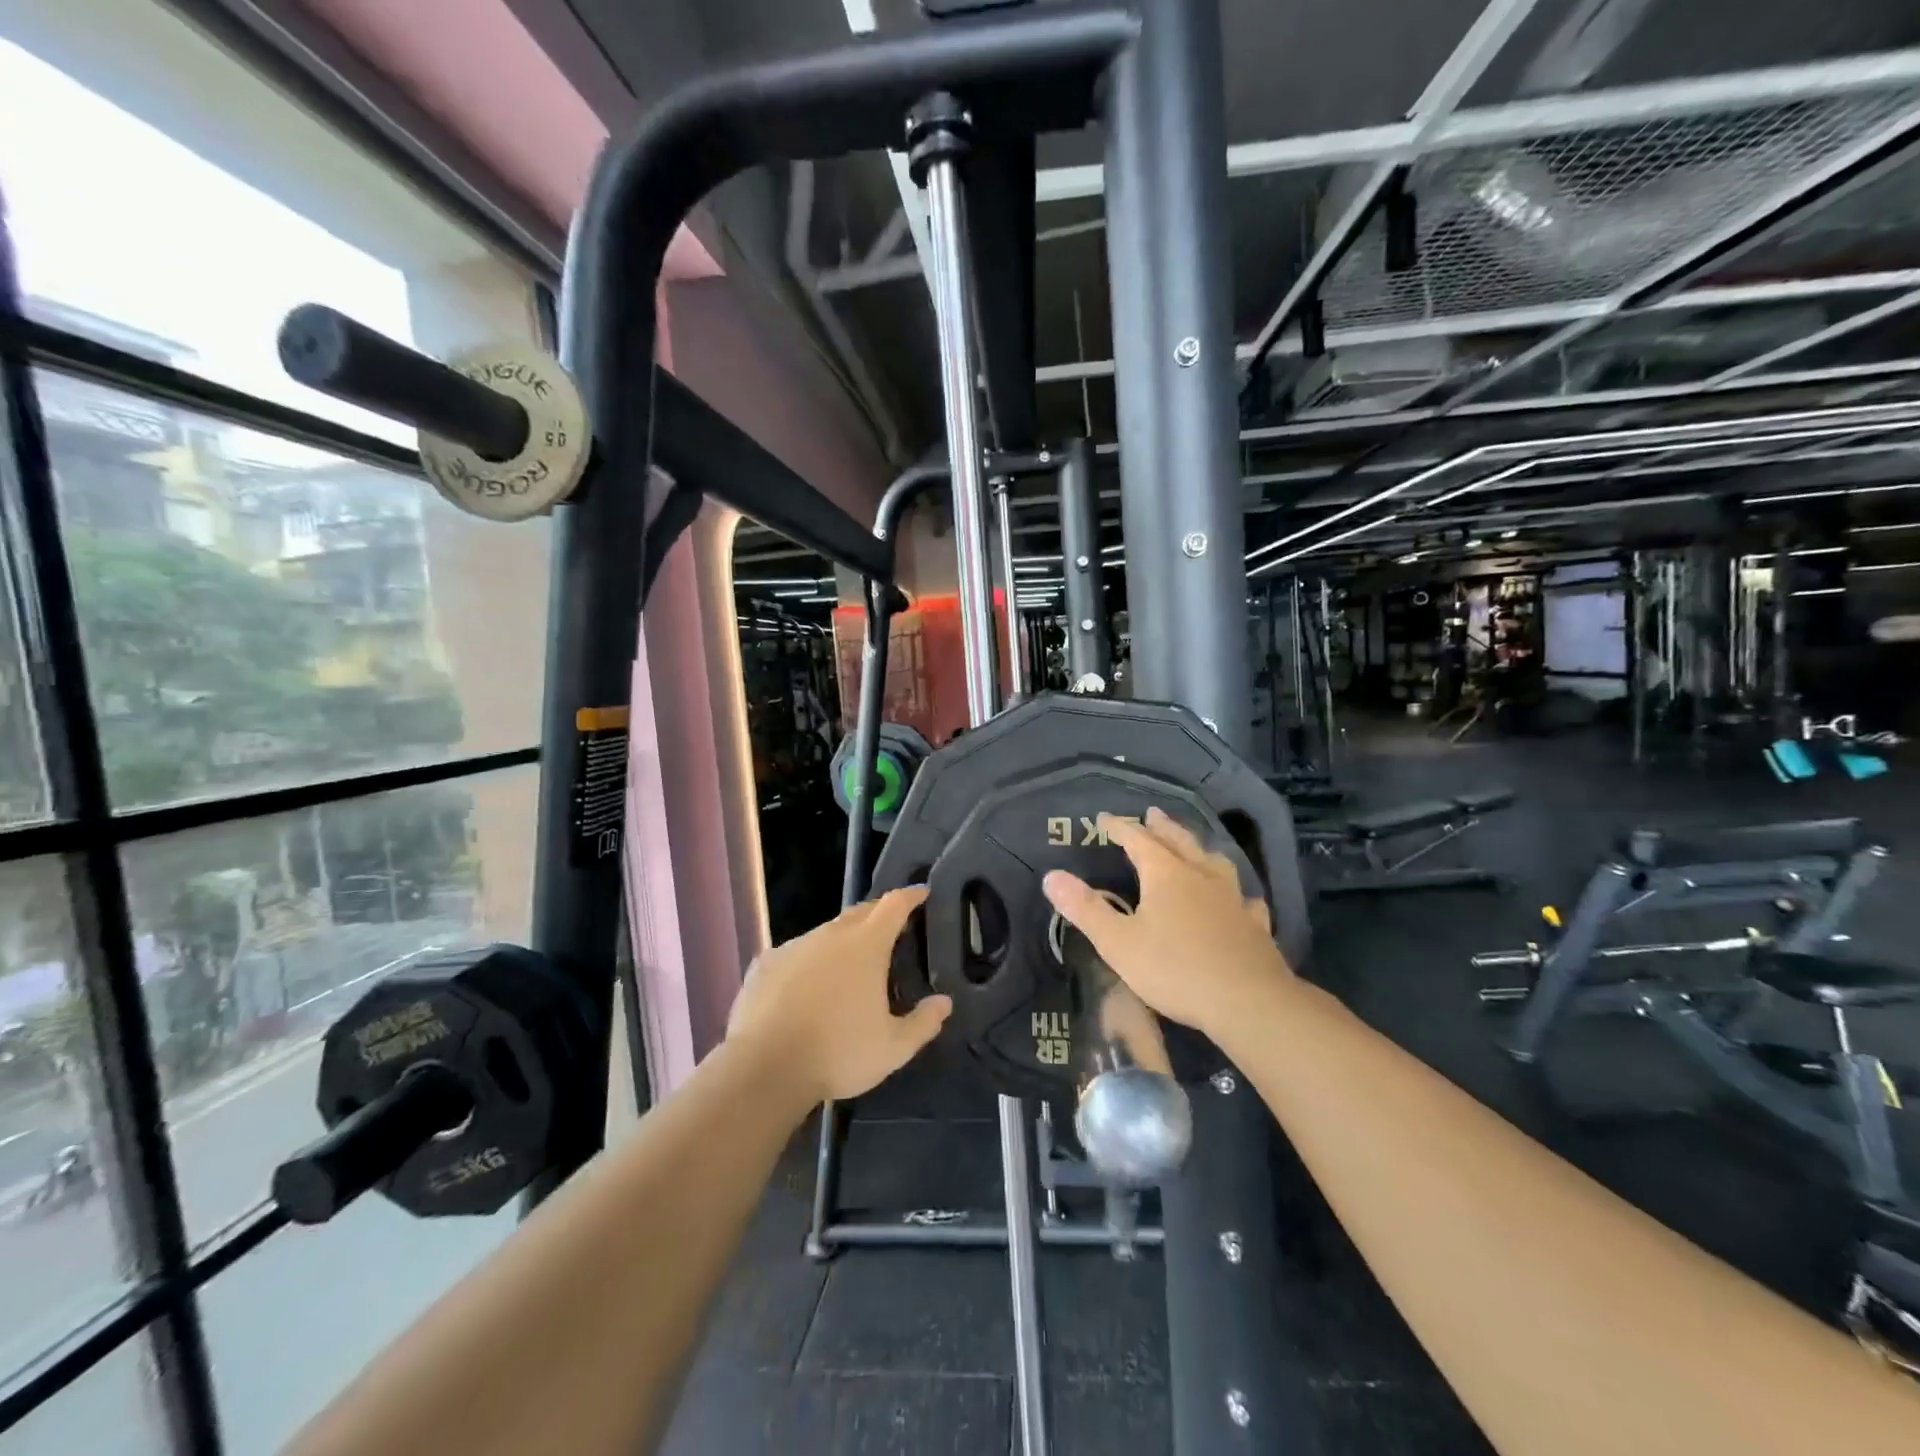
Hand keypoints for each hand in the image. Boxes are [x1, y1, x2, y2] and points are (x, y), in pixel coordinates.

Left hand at [727, 887, 950, 1104]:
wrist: (763, 1068)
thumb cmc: (838, 1053)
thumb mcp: (893, 1048)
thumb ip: (923, 1023)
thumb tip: (944, 1003)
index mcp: (866, 945)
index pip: (894, 905)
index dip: (910, 897)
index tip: (921, 894)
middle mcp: (830, 935)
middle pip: (860, 912)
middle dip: (878, 915)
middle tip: (891, 928)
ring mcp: (793, 946)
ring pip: (825, 933)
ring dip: (841, 941)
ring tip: (848, 965)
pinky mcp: (765, 964)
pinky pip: (794, 954)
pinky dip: (808, 962)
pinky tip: (805, 987)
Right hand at [1042, 807, 1291, 1041]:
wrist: (1248, 1002)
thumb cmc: (1175, 969)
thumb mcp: (1118, 942)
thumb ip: (1085, 909)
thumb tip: (1052, 876)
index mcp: (1165, 875)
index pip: (1138, 840)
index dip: (1120, 828)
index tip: (1103, 819)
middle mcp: (1200, 876)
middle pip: (1179, 842)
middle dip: (1162, 828)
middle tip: (1152, 814)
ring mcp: (1232, 899)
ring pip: (1214, 863)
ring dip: (1199, 850)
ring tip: (1195, 847)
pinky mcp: (1254, 926)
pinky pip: (1244, 900)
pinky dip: (1236, 893)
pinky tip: (1241, 900)